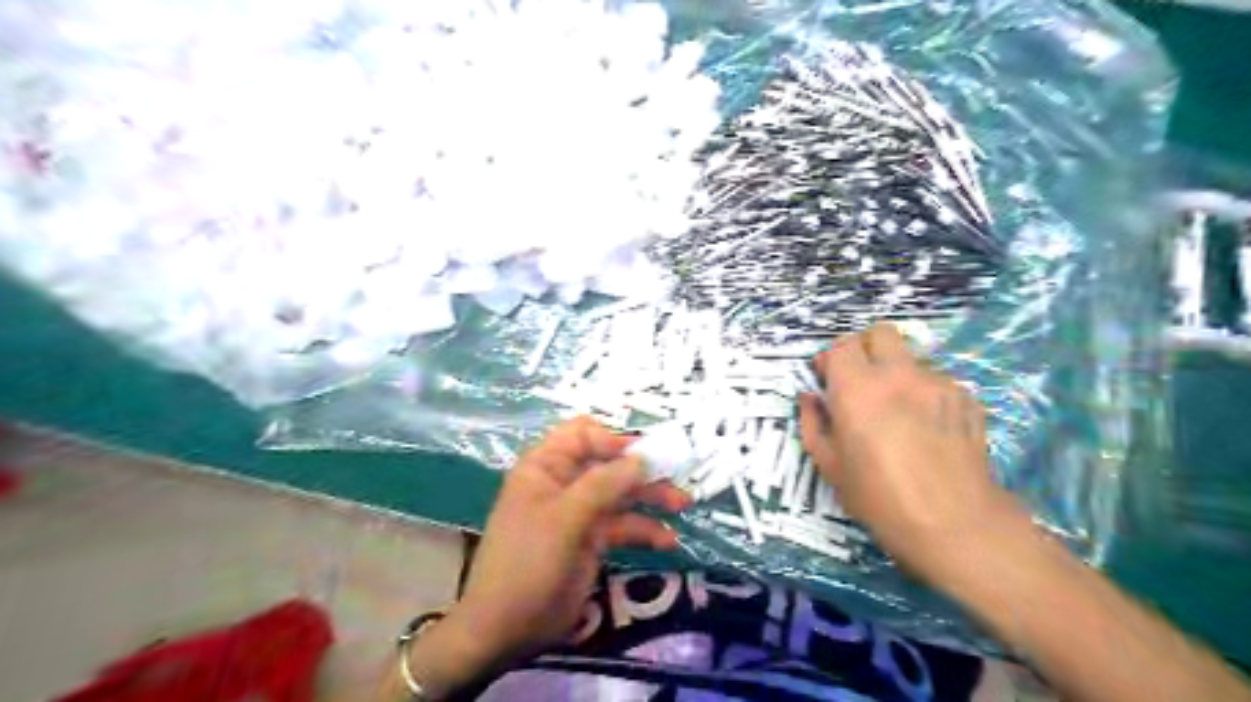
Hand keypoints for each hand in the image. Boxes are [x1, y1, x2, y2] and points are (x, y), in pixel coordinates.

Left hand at [447, 418, 694, 671]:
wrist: (507, 626)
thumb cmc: (529, 560)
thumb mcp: (565, 517)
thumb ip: (605, 484)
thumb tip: (643, 457)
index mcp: (547, 466)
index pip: (583, 434)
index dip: (614, 439)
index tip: (644, 456)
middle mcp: (565, 483)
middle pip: (609, 463)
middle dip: (643, 469)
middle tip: (676, 476)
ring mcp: (579, 512)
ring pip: (621, 494)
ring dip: (651, 498)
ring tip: (682, 505)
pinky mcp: (591, 541)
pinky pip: (623, 526)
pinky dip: (645, 530)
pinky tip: (668, 541)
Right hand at [800, 326, 1025, 583]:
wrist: (955, 524)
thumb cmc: (880, 498)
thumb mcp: (830, 466)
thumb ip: (813, 424)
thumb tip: (810, 399)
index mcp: (858, 389)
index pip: (840, 347)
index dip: (829, 359)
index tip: (826, 380)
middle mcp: (899, 375)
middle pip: (879, 333)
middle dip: (864, 349)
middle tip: (859, 380)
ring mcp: (938, 383)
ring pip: (910, 359)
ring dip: (896, 374)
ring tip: (897, 412)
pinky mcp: (967, 398)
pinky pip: (937, 382)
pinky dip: (924, 394)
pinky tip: (926, 428)